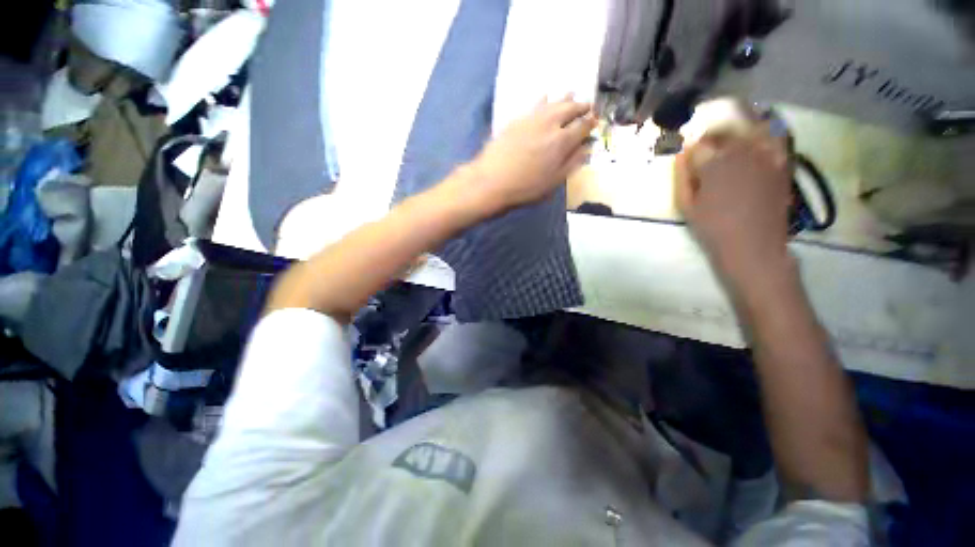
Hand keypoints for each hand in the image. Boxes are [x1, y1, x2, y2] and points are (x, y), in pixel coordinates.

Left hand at [463, 96, 596, 216]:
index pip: (583, 125)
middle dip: (581, 106)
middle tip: (586, 107)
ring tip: (571, 96)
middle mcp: (550, 123)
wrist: (492, 181)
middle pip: (571, 108)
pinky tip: (546, 98)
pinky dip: (545, 99)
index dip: (591, 123)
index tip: (595, 121)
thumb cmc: (525, 187)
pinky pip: (536, 104)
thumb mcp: (553, 182)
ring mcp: (532, 118)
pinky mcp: (517, 119)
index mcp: (562, 141)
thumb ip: (572, 163)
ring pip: (554, 101)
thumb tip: (586, 148)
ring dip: (565, 98)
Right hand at [675, 124, 792, 284]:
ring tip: (728, 144)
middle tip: (704, 151)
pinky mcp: (781, 163)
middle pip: (723, 133)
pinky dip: (765, 133)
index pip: (698, 144)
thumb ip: (682, 177)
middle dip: (711, 139)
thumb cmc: (712, 228)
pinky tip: (756, 139)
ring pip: (748, 130)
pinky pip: (775, 137)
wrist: (753, 246)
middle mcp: (741, 152)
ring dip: (735, 133)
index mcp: (713, 164)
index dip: (690, 151)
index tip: (687, 158)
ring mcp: (765, 155)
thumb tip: (682, 154)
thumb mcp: (686, 206)